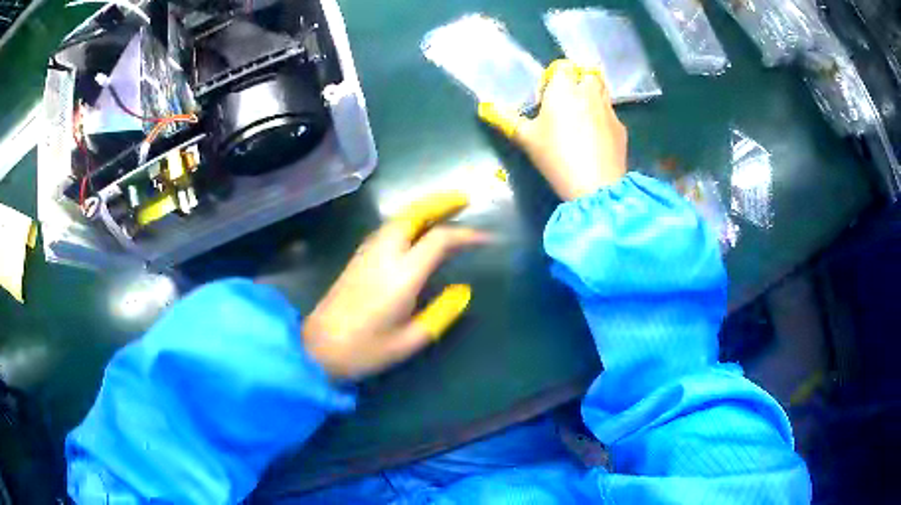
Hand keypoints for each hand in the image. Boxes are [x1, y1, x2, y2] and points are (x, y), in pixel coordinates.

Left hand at [302, 192, 489, 378]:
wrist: (317, 348)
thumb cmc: (365, 350)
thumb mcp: (410, 340)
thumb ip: (440, 313)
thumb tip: (462, 291)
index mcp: (402, 276)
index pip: (439, 240)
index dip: (466, 234)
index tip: (486, 237)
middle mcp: (384, 255)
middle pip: (412, 215)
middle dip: (439, 203)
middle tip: (463, 200)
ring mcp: (367, 254)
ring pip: (397, 219)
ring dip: (421, 209)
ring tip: (443, 210)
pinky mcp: (357, 259)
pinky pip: (386, 229)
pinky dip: (406, 220)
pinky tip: (414, 230)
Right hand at [478, 60, 627, 200]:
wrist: (595, 185)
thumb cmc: (556, 156)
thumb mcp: (526, 138)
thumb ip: (506, 119)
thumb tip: (486, 107)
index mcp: (564, 88)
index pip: (562, 67)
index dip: (555, 78)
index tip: (547, 96)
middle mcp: (588, 92)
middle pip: (588, 73)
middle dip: (579, 81)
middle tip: (568, 102)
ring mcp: (608, 109)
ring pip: (603, 90)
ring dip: (593, 96)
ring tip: (583, 116)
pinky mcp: (621, 128)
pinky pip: (611, 114)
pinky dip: (603, 118)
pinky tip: (596, 138)